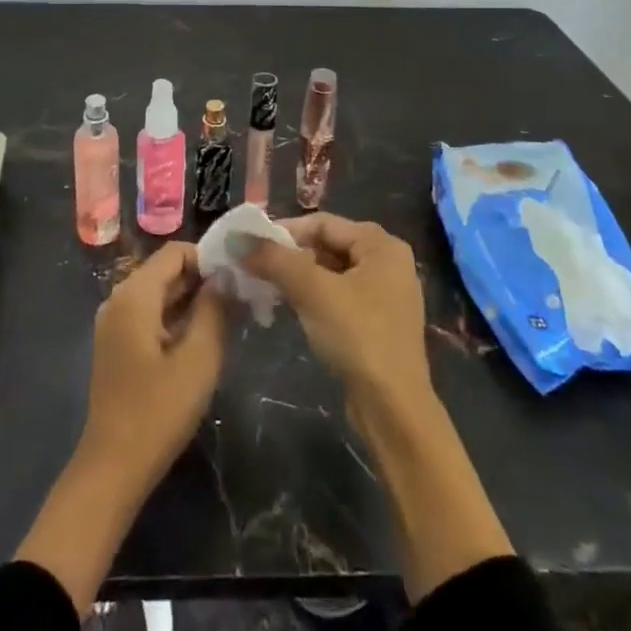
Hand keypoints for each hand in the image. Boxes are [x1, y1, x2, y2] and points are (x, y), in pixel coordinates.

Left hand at [78, 241, 227, 492]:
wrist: (114, 467)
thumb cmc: (159, 410)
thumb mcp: (199, 358)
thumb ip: (215, 309)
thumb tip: (227, 276)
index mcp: (134, 294)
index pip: (176, 252)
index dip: (209, 259)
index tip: (238, 281)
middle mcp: (119, 298)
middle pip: (166, 271)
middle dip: (203, 281)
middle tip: (240, 302)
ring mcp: (115, 323)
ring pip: (160, 294)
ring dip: (192, 301)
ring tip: (228, 320)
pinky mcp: (117, 345)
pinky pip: (151, 315)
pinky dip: (176, 319)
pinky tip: (201, 341)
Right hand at [245, 214, 431, 414]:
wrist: (392, 407)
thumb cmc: (356, 336)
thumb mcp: (312, 291)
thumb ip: (275, 260)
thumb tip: (237, 239)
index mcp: (382, 245)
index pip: (323, 223)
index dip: (284, 230)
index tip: (250, 245)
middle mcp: (388, 262)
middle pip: (328, 246)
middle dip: (290, 256)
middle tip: (255, 267)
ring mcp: (386, 295)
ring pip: (332, 273)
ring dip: (298, 278)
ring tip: (266, 287)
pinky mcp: (378, 323)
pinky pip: (339, 296)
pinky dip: (314, 297)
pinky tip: (290, 309)